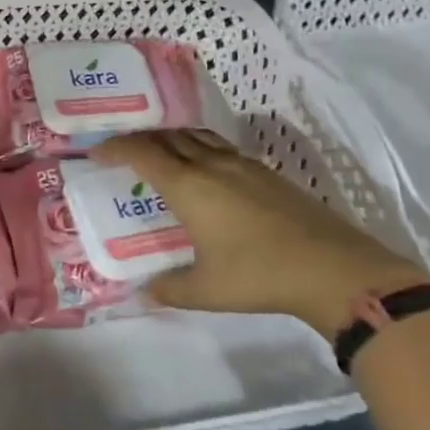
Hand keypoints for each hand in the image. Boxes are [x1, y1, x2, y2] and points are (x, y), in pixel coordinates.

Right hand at [94, 130, 426, 338]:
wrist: (333, 268)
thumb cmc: (259, 275)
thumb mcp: (207, 290)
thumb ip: (170, 288)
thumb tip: (144, 292)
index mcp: (189, 186)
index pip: (143, 153)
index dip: (116, 148)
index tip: (97, 152)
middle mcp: (211, 165)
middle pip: (169, 136)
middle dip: (141, 138)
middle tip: (124, 149)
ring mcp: (242, 164)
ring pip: (197, 136)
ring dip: (172, 138)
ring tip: (161, 151)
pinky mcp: (267, 172)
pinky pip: (220, 147)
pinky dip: (199, 147)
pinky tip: (206, 169)